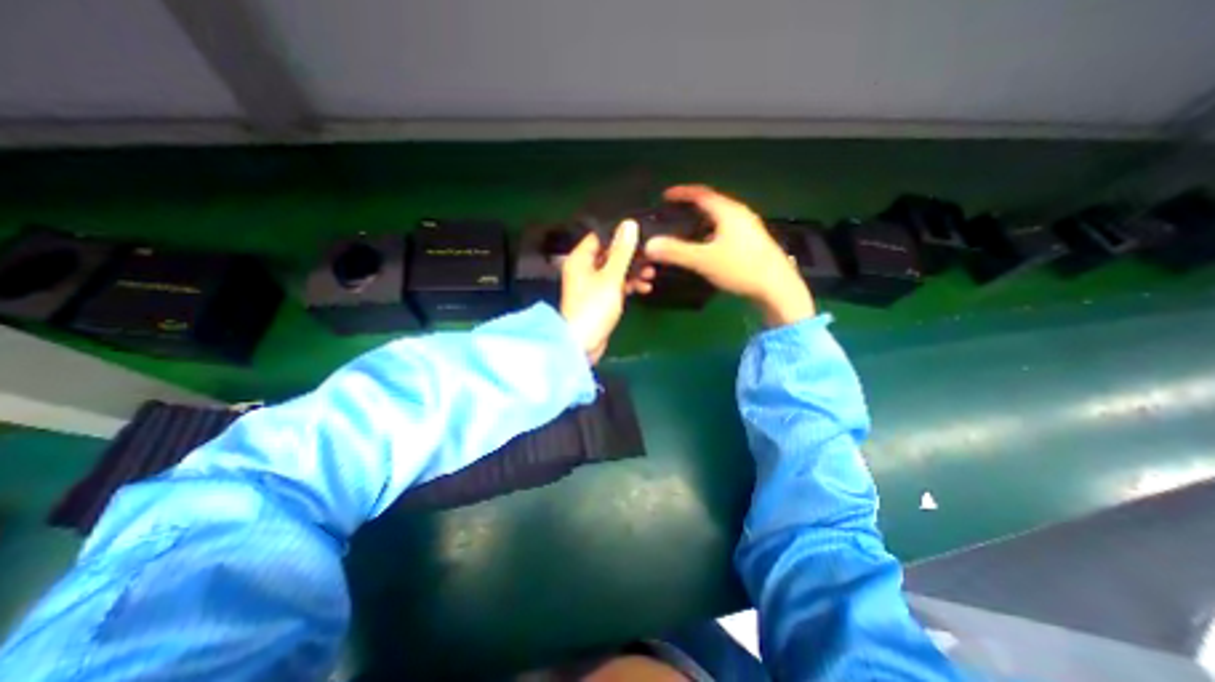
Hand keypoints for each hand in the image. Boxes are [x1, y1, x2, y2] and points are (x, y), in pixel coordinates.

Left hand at [558, 222, 644, 365]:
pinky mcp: (599, 299)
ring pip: (615, 271)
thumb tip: (629, 223)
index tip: (642, 234)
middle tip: (651, 258)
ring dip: (632, 272)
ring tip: (651, 275)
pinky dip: (628, 285)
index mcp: (580, 259)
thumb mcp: (611, 277)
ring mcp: (592, 285)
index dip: (620, 234)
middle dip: (631, 257)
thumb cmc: (594, 307)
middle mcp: (584, 268)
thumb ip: (622, 251)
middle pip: (610, 254)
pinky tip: (644, 288)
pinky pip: (615, 285)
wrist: (583, 343)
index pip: (600, 236)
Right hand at [645, 184, 814, 327]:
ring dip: (703, 221)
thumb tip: (650, 245)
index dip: (682, 193)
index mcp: (728, 212)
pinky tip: (708, 248)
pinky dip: (713, 233)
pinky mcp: (753, 242)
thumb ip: (676, 252)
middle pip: (712, 204)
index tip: (665, 195)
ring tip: (688, 230)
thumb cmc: (741, 268)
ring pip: (721, 218)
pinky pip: (727, 230)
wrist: (777, 287)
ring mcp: (749, 228)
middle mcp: (740, 215)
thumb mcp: (704, 260)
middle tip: (675, 213)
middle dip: (692, 206)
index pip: (701, 194)